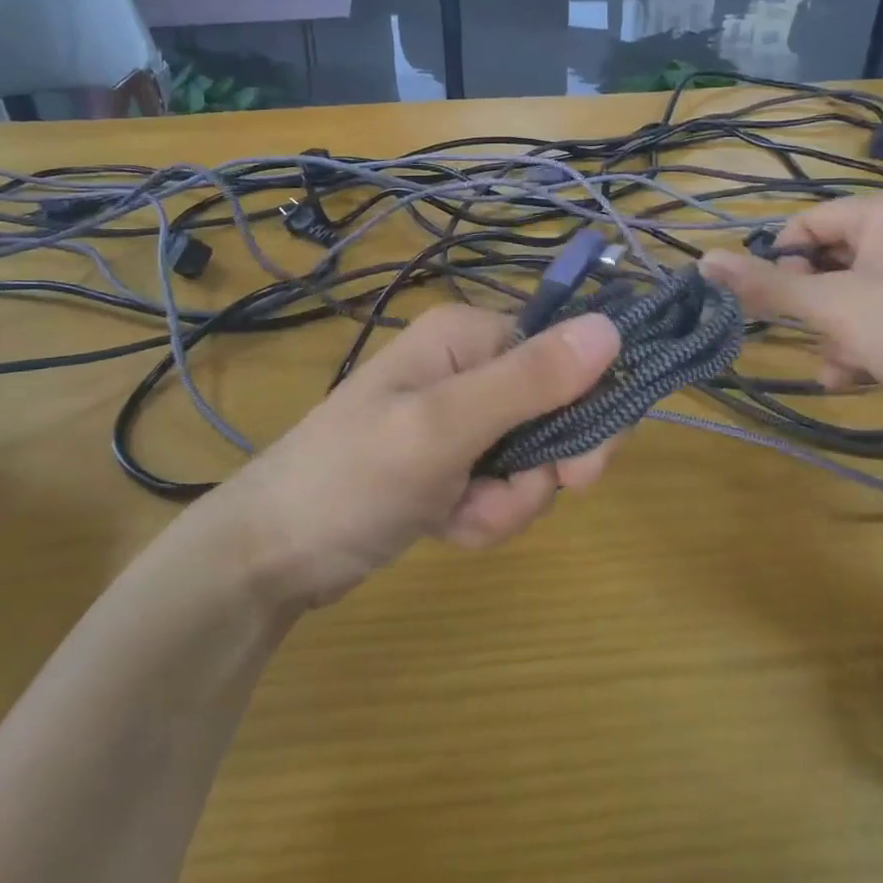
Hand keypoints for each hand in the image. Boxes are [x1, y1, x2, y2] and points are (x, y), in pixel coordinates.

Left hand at [222, 305, 621, 607]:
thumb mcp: (445, 427)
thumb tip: (611, 327)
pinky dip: (481, 516)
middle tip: (498, 501)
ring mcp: (459, 416)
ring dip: (503, 503)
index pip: (564, 357)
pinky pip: (501, 486)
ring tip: (451, 517)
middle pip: (554, 412)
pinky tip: (441, 527)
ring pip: (531, 460)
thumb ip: (530, 381)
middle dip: (534, 473)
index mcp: (469, 336)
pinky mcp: (451, 461)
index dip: (582, 413)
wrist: (271, 555)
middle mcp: (469, 365)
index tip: (576, 472)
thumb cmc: (353, 478)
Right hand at [699, 191, 882, 420]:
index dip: (780, 261)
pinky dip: (862, 344)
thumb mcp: (833, 307)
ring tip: (833, 365)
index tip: (768, 301)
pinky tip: (852, 377)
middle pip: (828, 260)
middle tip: (800, 334)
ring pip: (852, 295)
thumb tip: (703, 259)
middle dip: (809, 304)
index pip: (806, 223)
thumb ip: (767, 284)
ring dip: (831, 331)